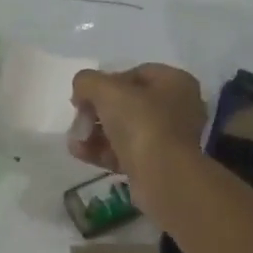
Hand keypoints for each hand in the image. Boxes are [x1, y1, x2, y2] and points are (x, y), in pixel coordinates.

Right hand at [70, 64, 206, 186]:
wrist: (165, 178)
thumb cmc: (142, 123)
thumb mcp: (107, 90)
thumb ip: (87, 82)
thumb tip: (81, 90)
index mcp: (175, 82)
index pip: (135, 74)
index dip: (105, 82)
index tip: (85, 96)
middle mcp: (178, 108)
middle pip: (127, 104)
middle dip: (96, 112)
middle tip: (79, 121)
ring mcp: (169, 140)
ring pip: (125, 130)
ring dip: (95, 134)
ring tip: (74, 142)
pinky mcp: (158, 165)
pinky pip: (126, 153)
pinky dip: (103, 152)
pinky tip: (80, 153)